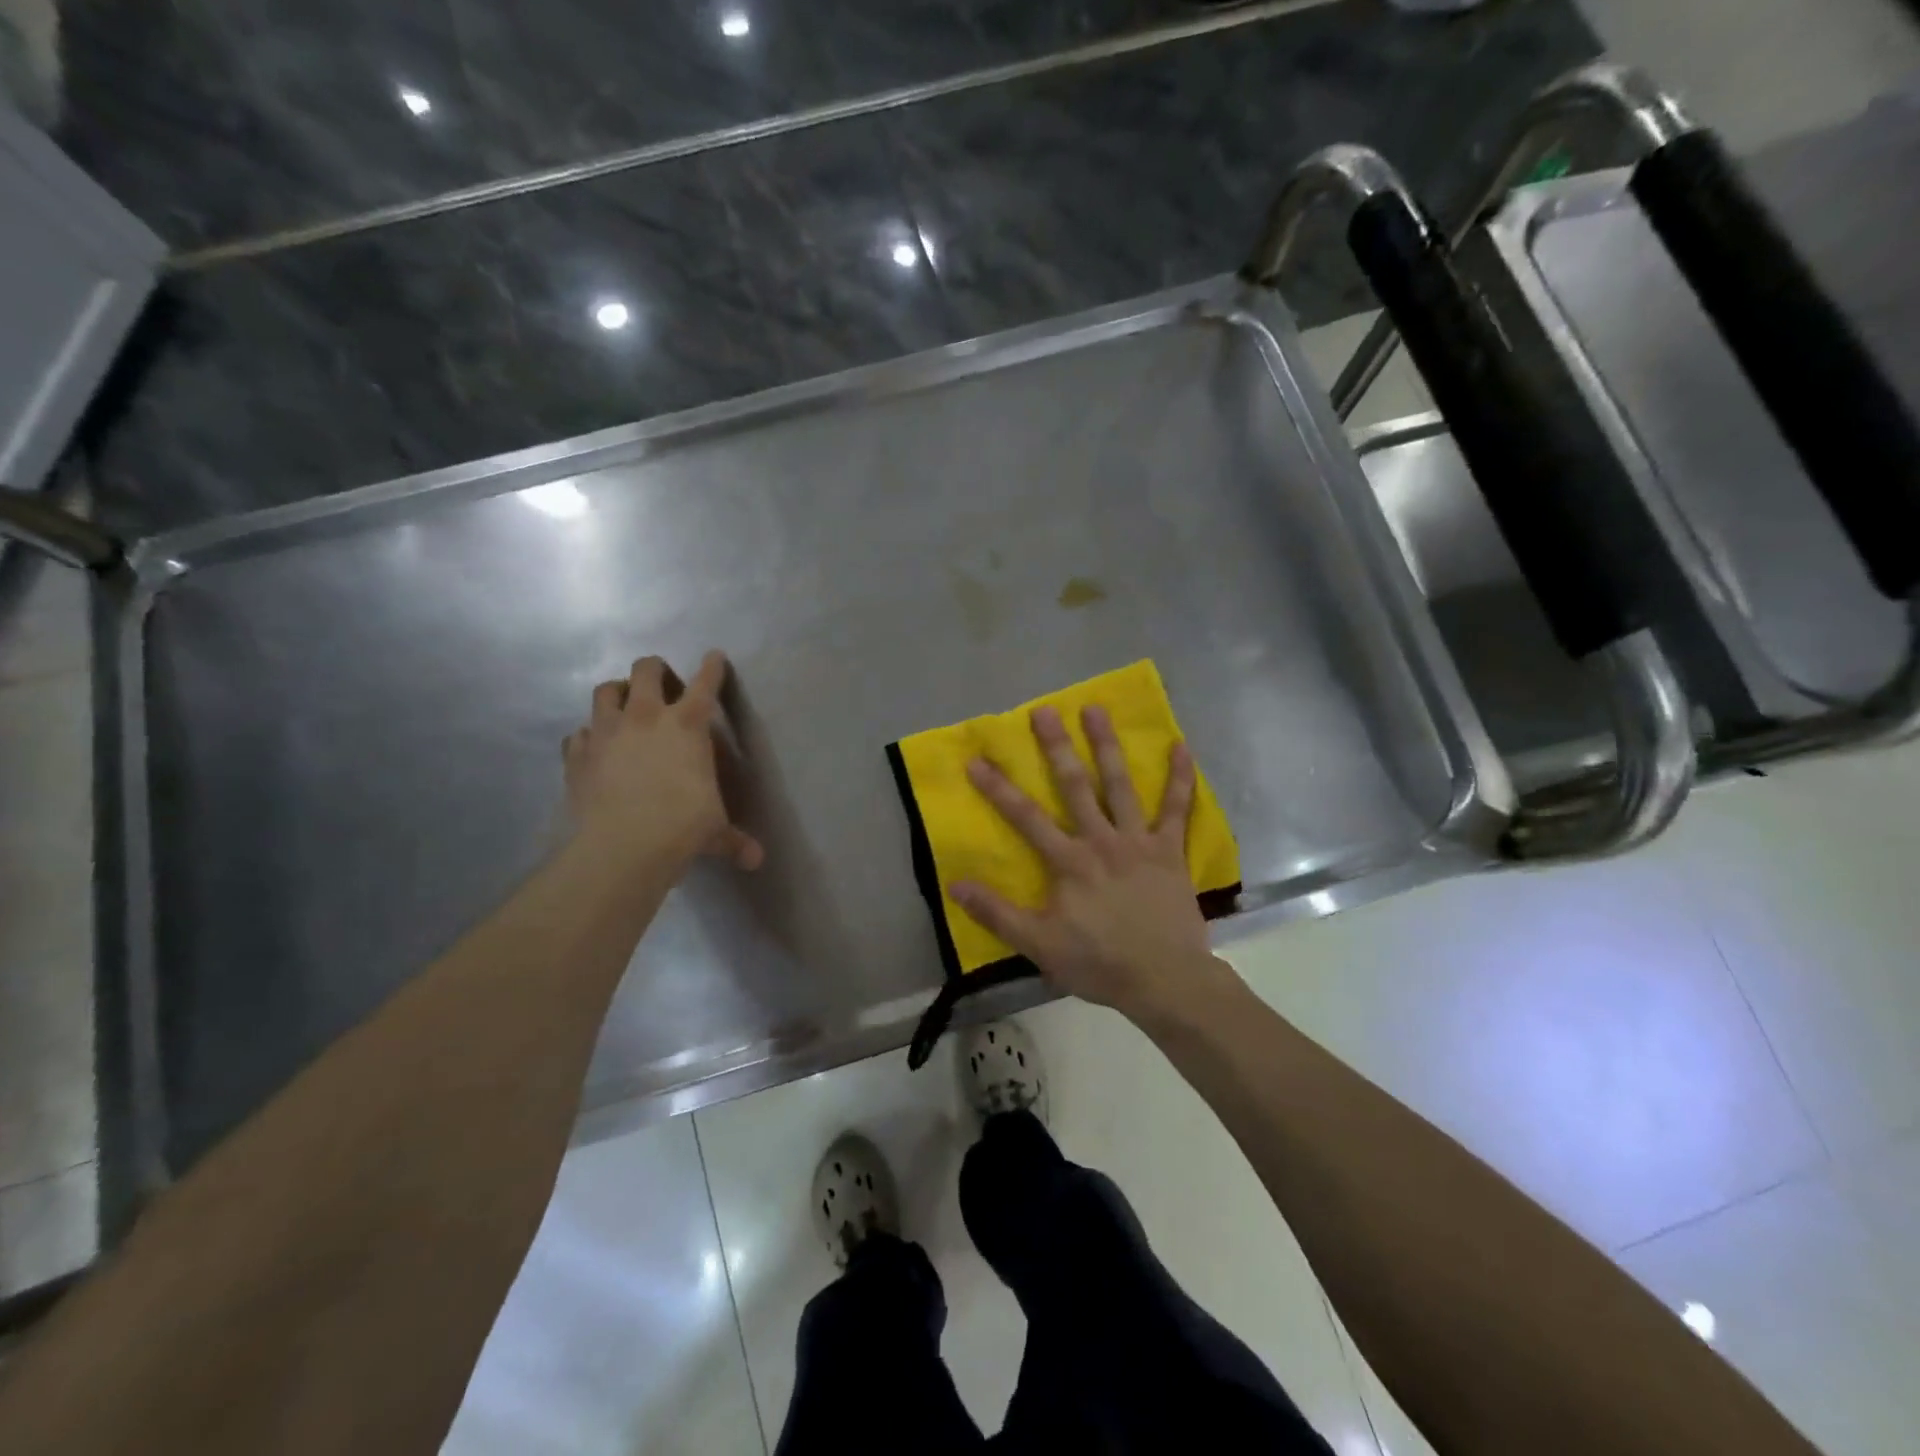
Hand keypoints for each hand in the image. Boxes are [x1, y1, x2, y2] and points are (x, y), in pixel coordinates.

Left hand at [562, 652, 763, 873]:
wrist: (623, 846)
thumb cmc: (683, 827)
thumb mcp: (715, 831)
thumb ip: (734, 839)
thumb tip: (757, 860)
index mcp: (688, 725)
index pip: (705, 684)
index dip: (712, 667)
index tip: (714, 657)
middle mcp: (645, 717)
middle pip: (646, 670)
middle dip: (655, 671)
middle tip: (663, 687)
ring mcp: (606, 733)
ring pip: (605, 691)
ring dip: (616, 693)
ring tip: (624, 706)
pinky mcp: (577, 755)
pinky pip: (579, 733)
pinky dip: (589, 736)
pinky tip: (596, 748)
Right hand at [949, 704, 1230, 1022]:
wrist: (1166, 980)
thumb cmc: (1099, 963)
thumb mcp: (1039, 945)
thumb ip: (998, 913)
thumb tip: (955, 885)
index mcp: (1069, 861)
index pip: (1025, 817)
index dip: (998, 788)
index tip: (977, 759)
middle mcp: (1102, 840)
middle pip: (1075, 785)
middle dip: (1056, 747)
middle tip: (1044, 711)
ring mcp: (1139, 841)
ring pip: (1121, 785)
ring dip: (1107, 746)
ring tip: (1096, 710)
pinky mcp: (1171, 851)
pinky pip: (1177, 809)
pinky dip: (1181, 778)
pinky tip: (1181, 746)